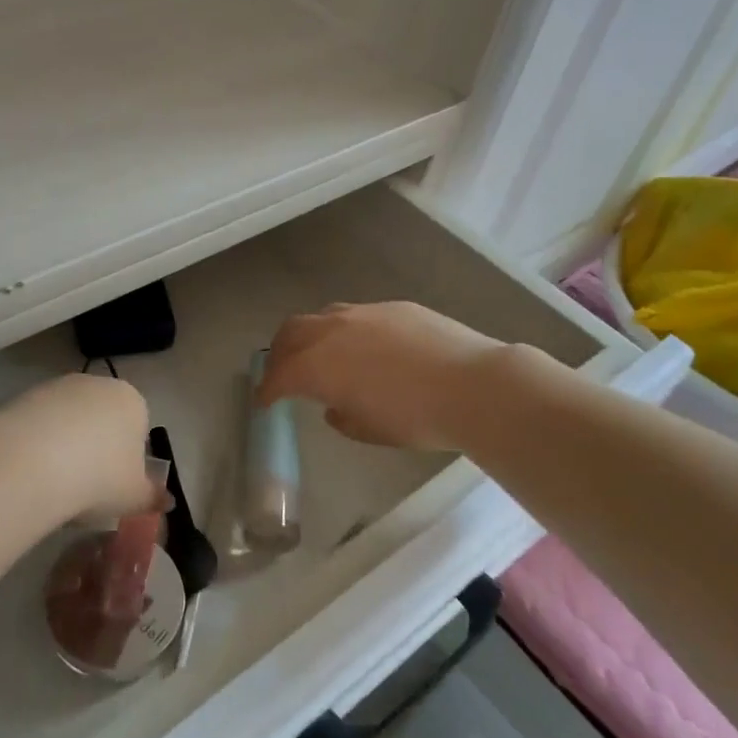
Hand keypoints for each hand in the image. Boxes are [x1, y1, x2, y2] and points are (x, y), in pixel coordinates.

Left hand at [0, 373, 162, 521]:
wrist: (33, 463)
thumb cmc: (99, 477)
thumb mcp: (135, 496)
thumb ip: (153, 496)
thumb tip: (169, 501)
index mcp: (132, 401)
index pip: (138, 428)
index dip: (127, 460)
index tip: (113, 486)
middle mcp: (98, 384)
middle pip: (102, 419)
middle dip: (95, 448)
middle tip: (84, 486)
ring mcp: (59, 386)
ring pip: (68, 420)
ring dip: (64, 444)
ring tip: (53, 482)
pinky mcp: (24, 395)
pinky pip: (38, 423)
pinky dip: (36, 443)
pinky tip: (30, 470)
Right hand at [257, 301, 515, 450]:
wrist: (473, 385)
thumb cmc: (416, 418)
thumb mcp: (370, 430)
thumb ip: (343, 417)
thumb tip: (335, 406)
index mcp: (318, 365)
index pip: (280, 375)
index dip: (268, 390)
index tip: (264, 401)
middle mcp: (332, 331)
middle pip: (291, 333)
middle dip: (280, 353)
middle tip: (283, 372)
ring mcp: (363, 313)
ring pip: (322, 316)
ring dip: (310, 335)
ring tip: (319, 353)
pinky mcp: (393, 307)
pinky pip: (356, 315)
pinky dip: (345, 330)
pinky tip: (365, 346)